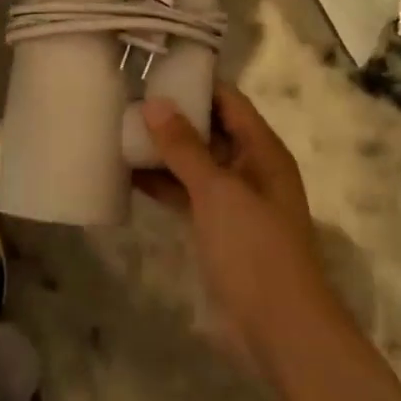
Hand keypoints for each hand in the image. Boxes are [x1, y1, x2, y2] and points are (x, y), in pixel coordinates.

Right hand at [135, 85, 344, 367]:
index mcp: (261, 150)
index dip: (194, 82)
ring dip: (163, 149)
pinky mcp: (219, 227)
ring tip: (119, 129)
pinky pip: (187, 192)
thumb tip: (154, 102)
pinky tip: (127, 174)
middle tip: (126, 97)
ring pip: (195, 161)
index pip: (227, 99)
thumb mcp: (216, 191)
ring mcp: (234, 200)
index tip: (153, 68)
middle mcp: (250, 168)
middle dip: (172, 115)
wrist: (282, 332)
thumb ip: (184, 146)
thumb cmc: (255, 250)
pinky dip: (162, 182)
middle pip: (209, 128)